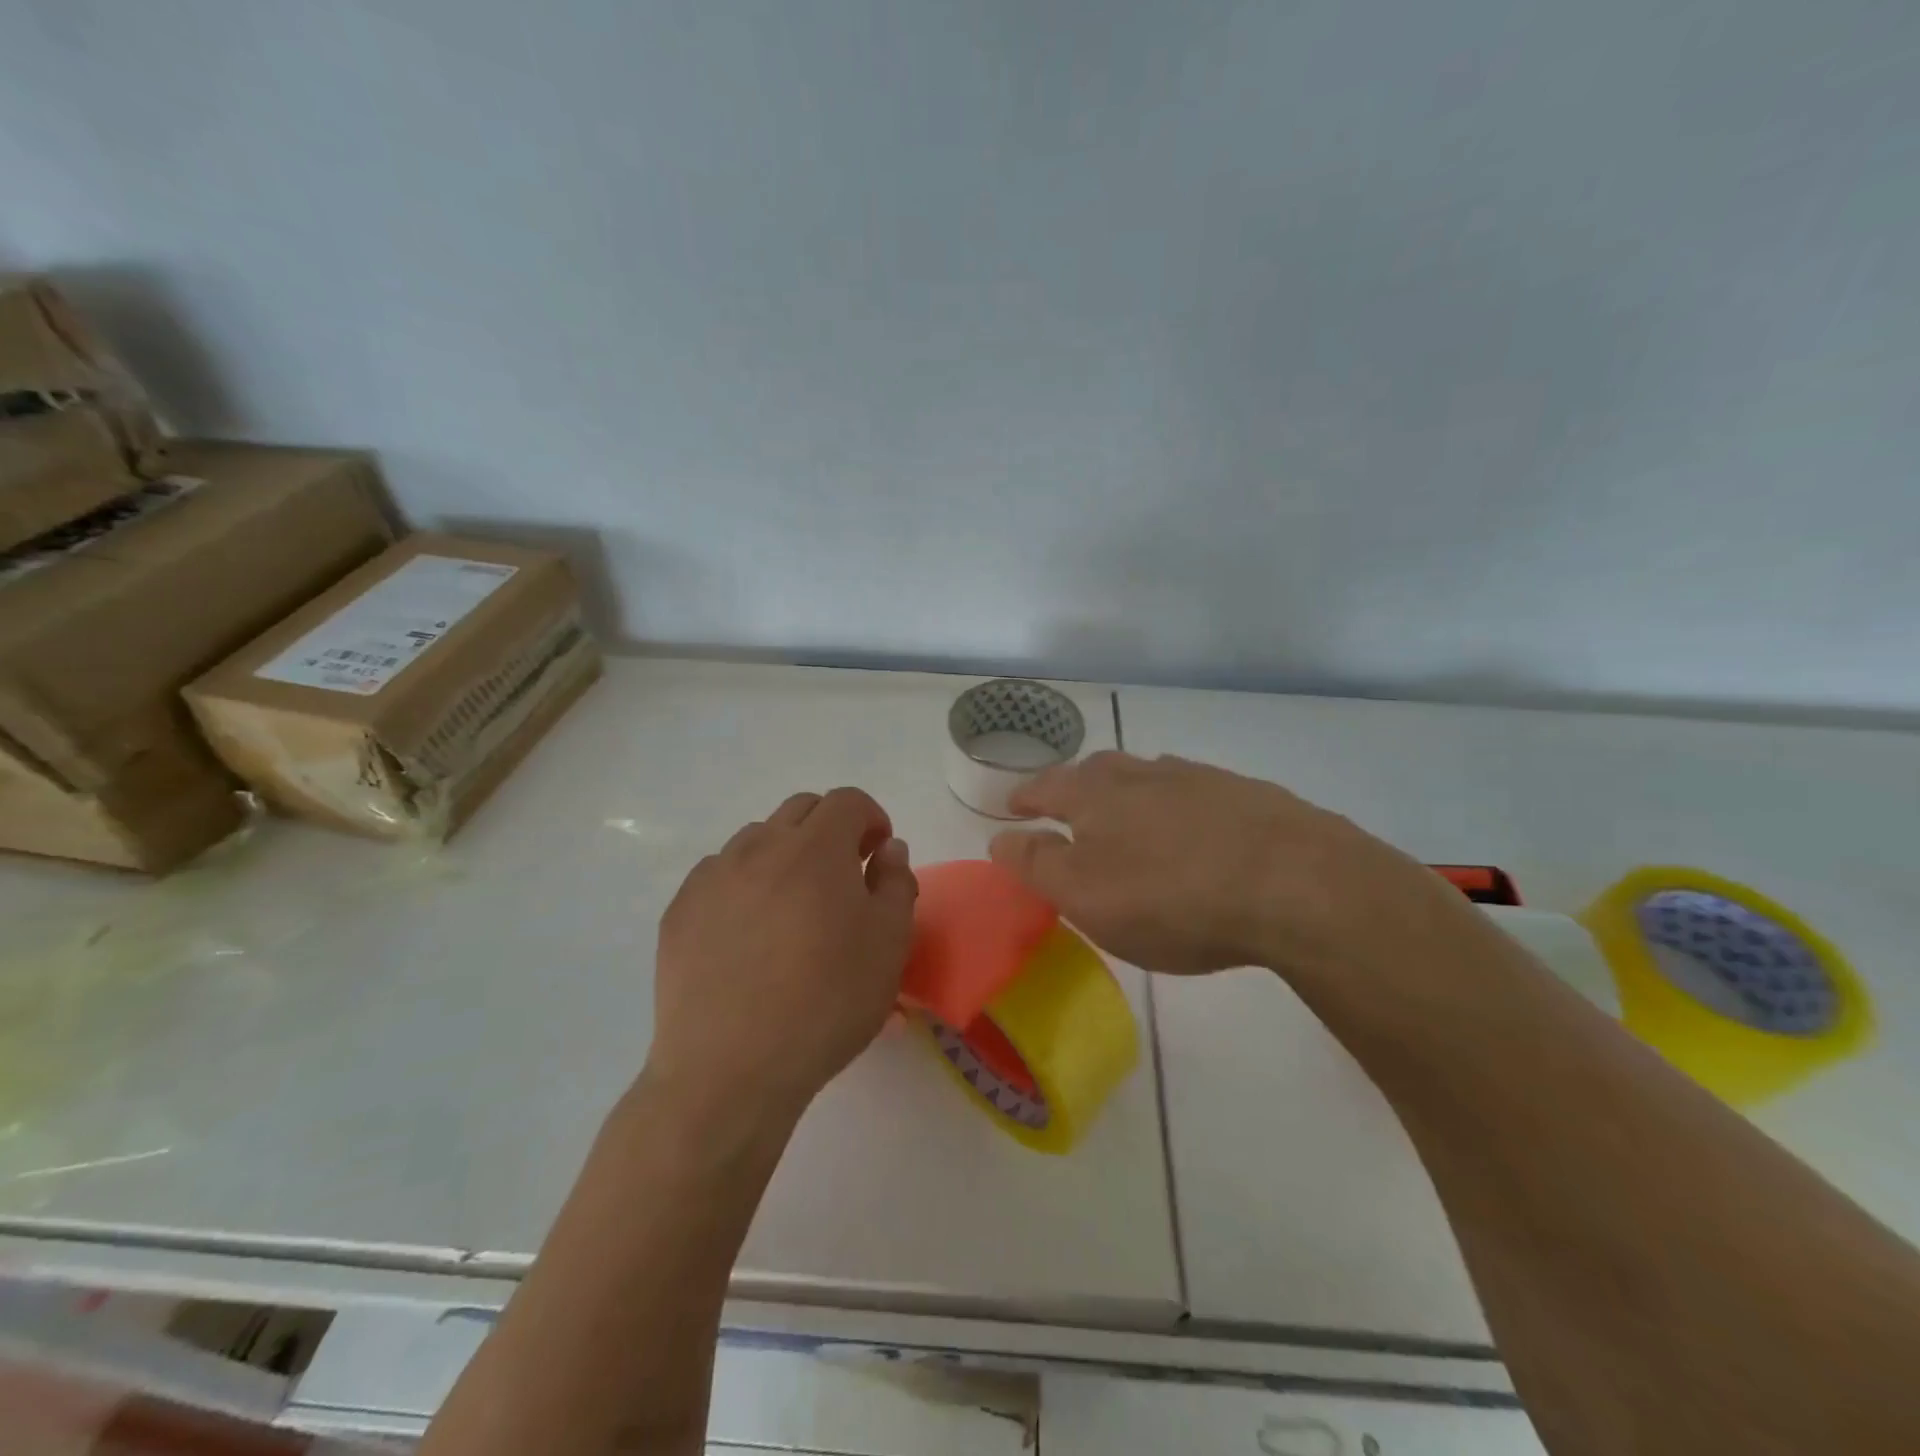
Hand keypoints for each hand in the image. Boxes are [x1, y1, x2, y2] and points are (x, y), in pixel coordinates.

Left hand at [645, 788, 917, 1127]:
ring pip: (757, 839)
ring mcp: (713, 876)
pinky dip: (743, 884)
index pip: (848, 801)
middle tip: (842, 876)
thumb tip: (887, 849)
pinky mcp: (680, 910)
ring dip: (785, 854)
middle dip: (830, 829)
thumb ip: (896, 883)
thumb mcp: (889, 944)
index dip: (871, 818)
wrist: (731, 1069)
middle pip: (801, 809)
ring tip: (792, 907)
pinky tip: (748, 933)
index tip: (878, 853)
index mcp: (816, 848)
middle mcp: (760, 846)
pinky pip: (719, 874)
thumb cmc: (826, 1003)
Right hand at [989, 751, 1455, 979]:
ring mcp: (1201, 780)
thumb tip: (999, 837)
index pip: (1047, 787)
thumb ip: (1036, 865)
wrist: (1295, 883)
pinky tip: (1194, 830)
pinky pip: (1197, 795)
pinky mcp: (1249, 797)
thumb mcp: (1085, 894)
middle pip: (1099, 770)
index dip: (1026, 798)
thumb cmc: (1171, 896)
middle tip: (1067, 806)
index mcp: (1097, 795)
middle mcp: (1145, 774)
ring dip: (1130, 793)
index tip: (1013, 807)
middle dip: (1077, 787)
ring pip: (1150, 778)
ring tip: (1127, 815)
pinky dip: (1180, 808)